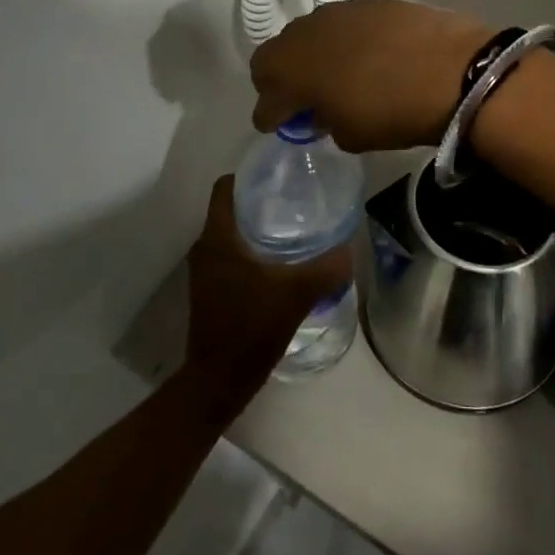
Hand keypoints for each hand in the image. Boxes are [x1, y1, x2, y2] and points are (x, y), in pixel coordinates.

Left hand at [185, 176, 355, 399]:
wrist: (219, 380)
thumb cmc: (251, 327)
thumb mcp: (296, 294)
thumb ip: (326, 268)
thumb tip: (349, 247)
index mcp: (218, 238)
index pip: (224, 188)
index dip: (248, 175)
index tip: (277, 175)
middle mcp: (205, 248)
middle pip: (229, 208)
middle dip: (258, 201)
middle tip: (294, 199)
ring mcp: (204, 271)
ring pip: (230, 233)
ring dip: (255, 228)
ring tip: (292, 228)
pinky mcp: (210, 290)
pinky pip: (229, 255)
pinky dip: (250, 251)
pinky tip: (279, 262)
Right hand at [250, 0, 492, 152]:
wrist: (452, 68)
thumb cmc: (392, 111)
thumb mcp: (350, 135)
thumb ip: (324, 121)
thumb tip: (322, 111)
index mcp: (290, 70)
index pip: (265, 97)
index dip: (269, 116)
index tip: (276, 125)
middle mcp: (304, 34)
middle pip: (276, 56)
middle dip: (282, 79)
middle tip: (302, 99)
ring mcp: (336, 12)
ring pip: (308, 35)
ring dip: (313, 56)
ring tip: (336, 76)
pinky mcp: (367, 2)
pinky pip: (341, 24)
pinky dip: (344, 42)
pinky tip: (367, 56)